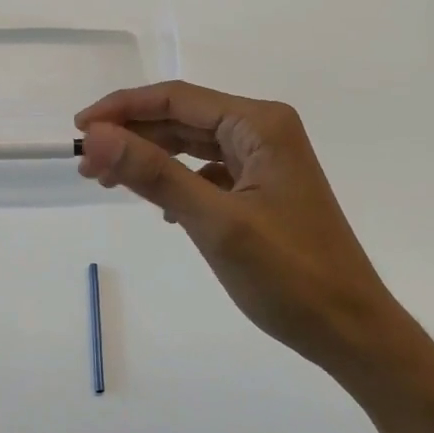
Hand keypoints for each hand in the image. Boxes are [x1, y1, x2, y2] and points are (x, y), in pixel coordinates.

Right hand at [75, 80, 390, 370]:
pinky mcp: (264, 190)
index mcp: (260, 124)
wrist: (353, 333)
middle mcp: (264, 131)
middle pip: (183, 118)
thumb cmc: (290, 276)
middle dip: (133, 135)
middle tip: (86, 162)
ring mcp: (266, 161)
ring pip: (192, 145)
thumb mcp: (215, 223)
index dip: (123, 108)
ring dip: (150, 158)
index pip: (177, 99)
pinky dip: (177, 181)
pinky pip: (207, 171)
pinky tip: (160, 207)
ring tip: (107, 179)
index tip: (80, 128)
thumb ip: (154, 174)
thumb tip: (96, 135)